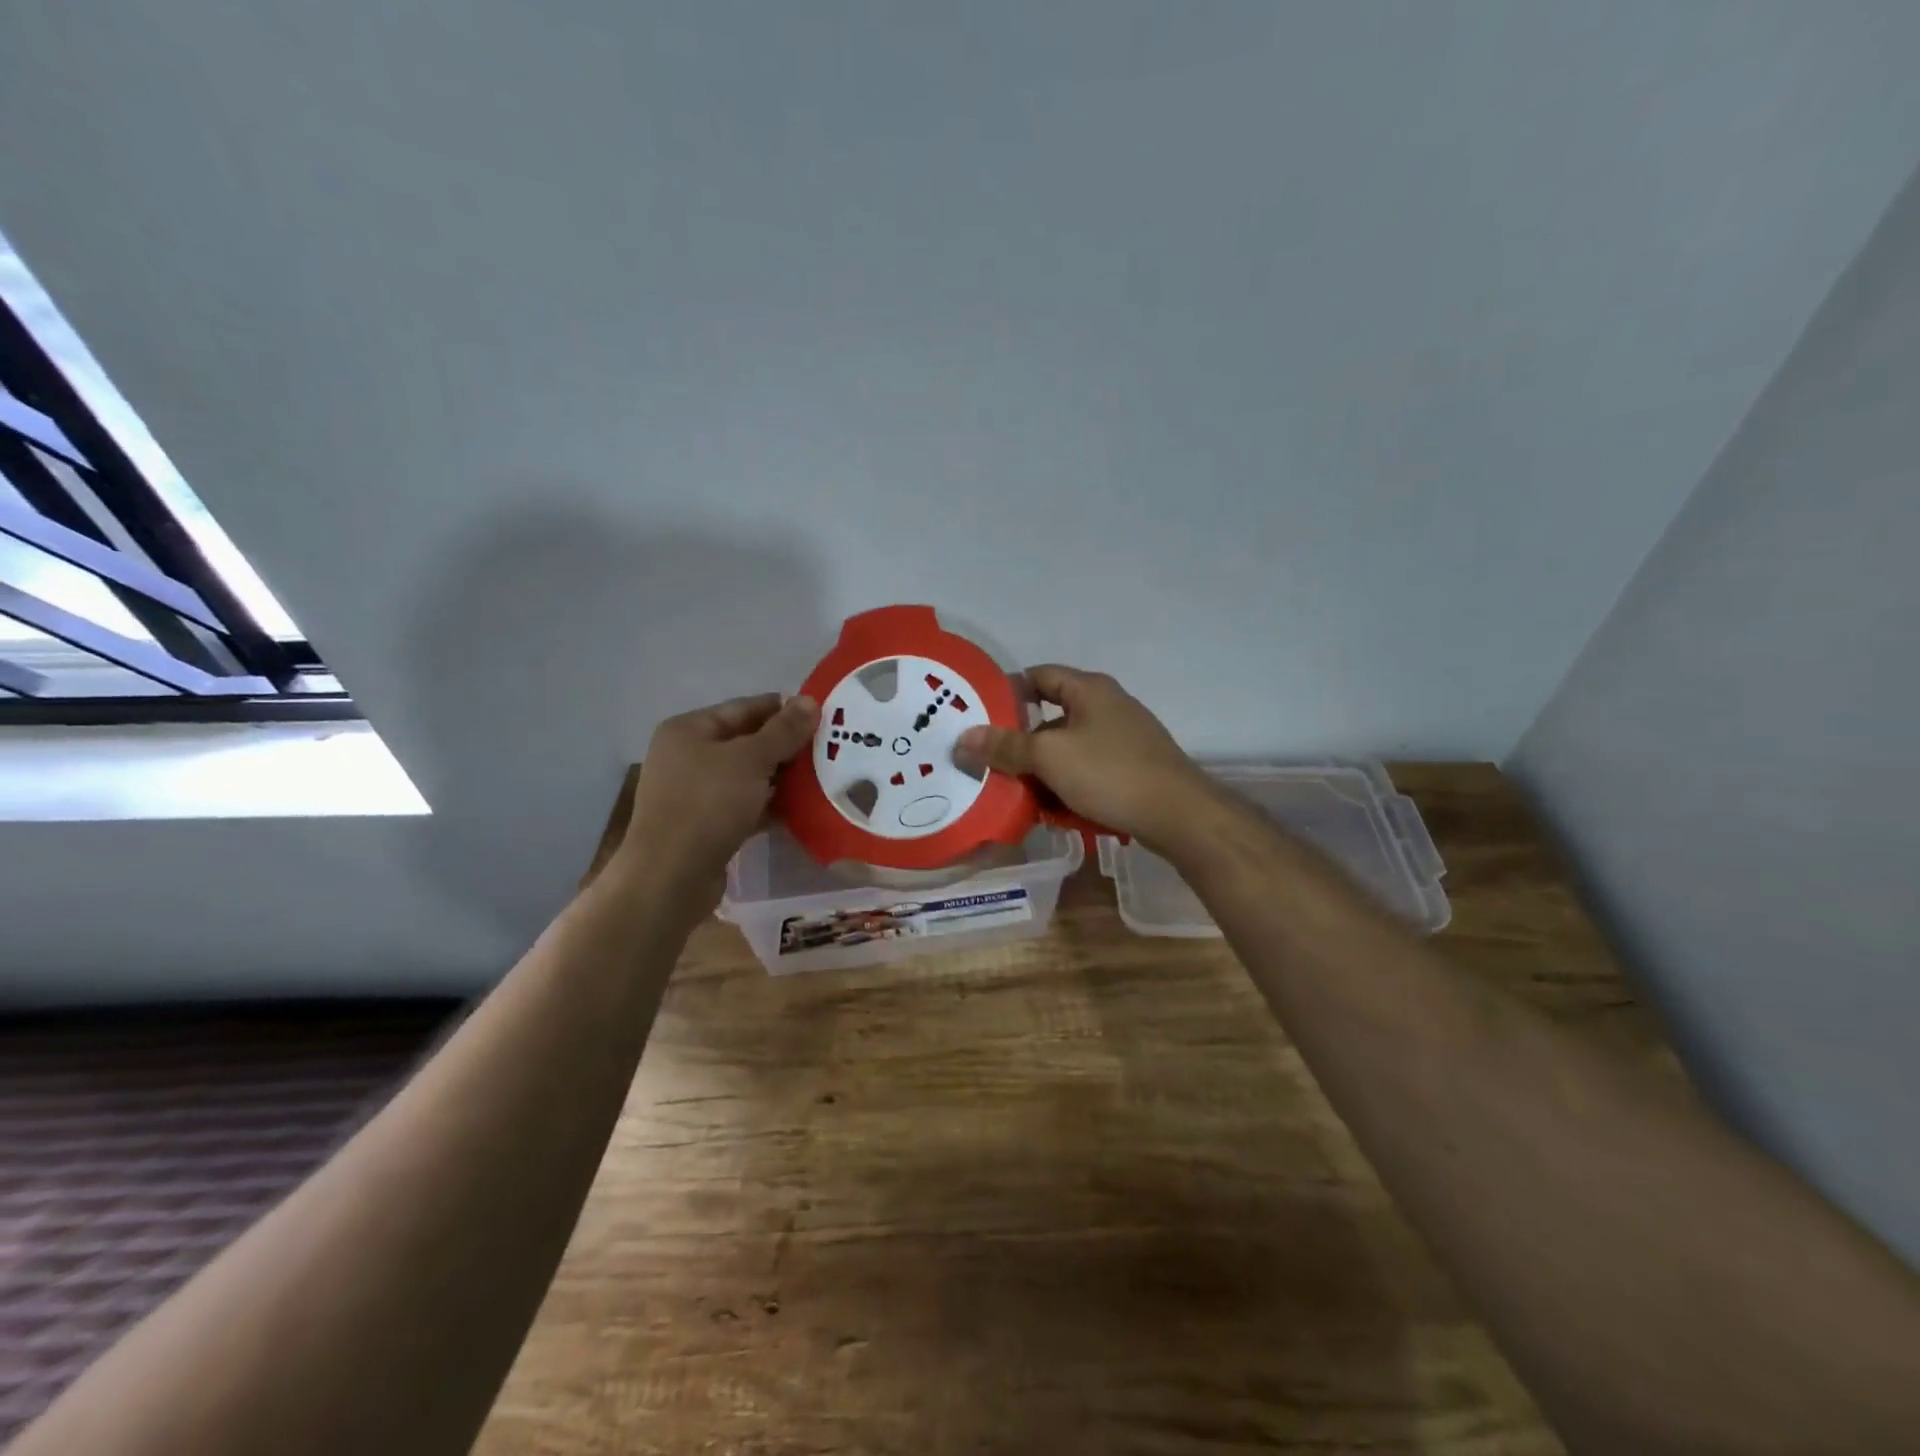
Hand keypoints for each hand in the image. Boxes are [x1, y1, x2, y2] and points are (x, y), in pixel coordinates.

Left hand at [608, 693, 818, 909]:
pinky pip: (744, 805)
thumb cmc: (707, 804)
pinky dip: (769, 805)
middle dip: (786, 746)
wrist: (671, 876)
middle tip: (829, 748)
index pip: (744, 708)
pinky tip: (801, 809)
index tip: (822, 715)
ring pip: (747, 776)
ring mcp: (694, 793)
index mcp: (688, 730)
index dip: (783, 709)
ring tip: (823, 777)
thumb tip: (810, 700)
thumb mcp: (751, 760)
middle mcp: (687, 756)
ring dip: (781, 777)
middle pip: (746, 742)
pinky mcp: (705, 825)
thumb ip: (783, 730)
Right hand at [955, 665, 1212, 851]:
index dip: (1007, 692)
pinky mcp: (1132, 768)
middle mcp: (1107, 706)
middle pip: (1051, 717)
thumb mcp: (1050, 758)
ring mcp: (1124, 738)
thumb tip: (964, 737)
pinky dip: (1068, 785)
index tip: (979, 717)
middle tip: (992, 763)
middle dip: (1021, 743)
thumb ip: (1006, 747)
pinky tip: (1055, 810)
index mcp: (1089, 689)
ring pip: (1069, 749)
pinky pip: (1088, 771)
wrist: (1179, 815)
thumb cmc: (1110, 773)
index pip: (1038, 676)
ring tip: (1018, 794)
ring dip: (1043, 770)